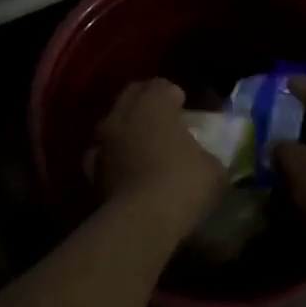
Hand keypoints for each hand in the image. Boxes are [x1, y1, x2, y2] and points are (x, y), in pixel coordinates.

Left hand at [91, 79, 225, 236]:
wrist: (141, 221)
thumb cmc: (184, 183)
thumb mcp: (213, 168)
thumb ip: (207, 155)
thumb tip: (207, 159)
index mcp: (154, 103)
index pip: (162, 85)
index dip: (173, 95)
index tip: (184, 107)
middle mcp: (124, 114)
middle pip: (132, 95)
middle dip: (146, 102)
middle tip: (163, 119)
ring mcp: (103, 141)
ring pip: (112, 122)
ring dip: (126, 127)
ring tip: (142, 143)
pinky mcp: (92, 170)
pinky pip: (102, 154)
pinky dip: (113, 156)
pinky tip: (124, 168)